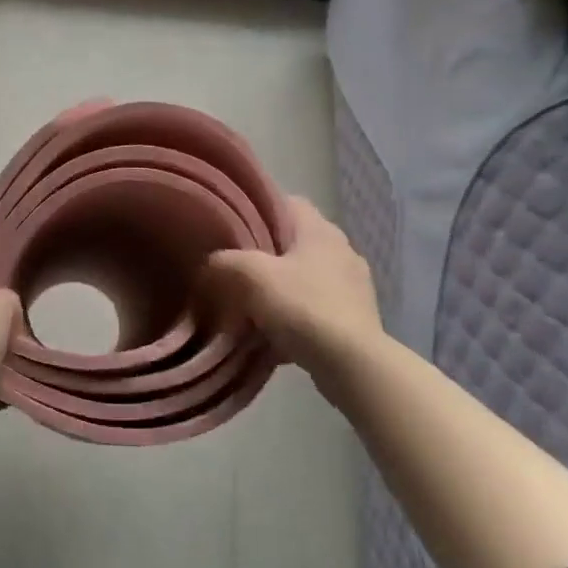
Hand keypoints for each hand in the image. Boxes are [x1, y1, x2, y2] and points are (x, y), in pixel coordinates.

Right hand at [204, 197, 386, 389]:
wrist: (352, 365)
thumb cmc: (302, 307)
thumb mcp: (250, 276)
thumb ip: (224, 262)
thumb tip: (211, 265)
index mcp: (320, 230)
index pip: (288, 203)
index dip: (259, 210)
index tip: (234, 228)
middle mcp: (342, 250)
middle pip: (295, 242)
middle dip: (266, 255)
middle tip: (235, 270)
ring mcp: (353, 286)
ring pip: (305, 277)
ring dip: (281, 289)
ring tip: (251, 307)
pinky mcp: (356, 319)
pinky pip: (315, 309)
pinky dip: (295, 318)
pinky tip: (274, 336)